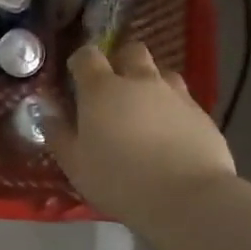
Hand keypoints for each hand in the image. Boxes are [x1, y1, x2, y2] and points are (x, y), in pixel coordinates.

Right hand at [47, 40, 236, 222]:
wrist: (187, 198)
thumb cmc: (119, 179)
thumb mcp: (75, 164)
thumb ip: (58, 134)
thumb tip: (48, 114)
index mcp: (102, 89)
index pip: (87, 56)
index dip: (80, 62)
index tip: (75, 77)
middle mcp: (140, 81)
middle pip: (132, 51)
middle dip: (121, 61)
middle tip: (113, 87)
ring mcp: (175, 95)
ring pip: (162, 73)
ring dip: (150, 83)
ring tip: (144, 110)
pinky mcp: (202, 115)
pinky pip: (183, 101)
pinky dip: (172, 109)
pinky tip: (169, 134)